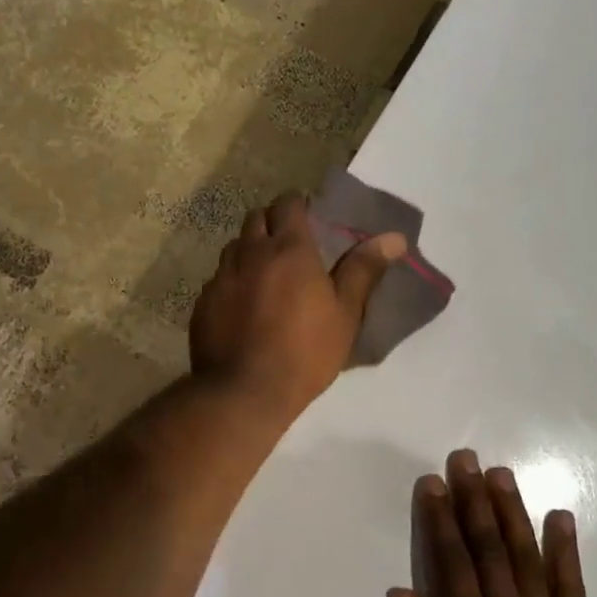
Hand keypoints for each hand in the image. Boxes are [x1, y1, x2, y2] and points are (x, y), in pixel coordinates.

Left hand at [190, 193, 404, 418]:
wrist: (244, 392)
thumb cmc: (305, 353)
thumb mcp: (345, 314)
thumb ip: (363, 270)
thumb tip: (394, 237)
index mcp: (289, 249)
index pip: (289, 203)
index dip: (299, 205)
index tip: (310, 220)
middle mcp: (250, 253)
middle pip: (256, 218)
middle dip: (272, 223)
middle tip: (289, 247)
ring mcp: (221, 277)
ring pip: (234, 247)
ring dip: (249, 251)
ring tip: (265, 276)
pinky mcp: (203, 303)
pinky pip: (218, 280)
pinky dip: (232, 282)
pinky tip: (242, 307)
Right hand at [390, 448, 596, 596]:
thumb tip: (403, 594)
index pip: (452, 562)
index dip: (441, 519)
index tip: (433, 482)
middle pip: (489, 547)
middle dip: (474, 499)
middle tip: (466, 458)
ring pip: (527, 556)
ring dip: (512, 512)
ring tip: (502, 474)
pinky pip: (572, 586)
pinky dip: (566, 550)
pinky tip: (561, 517)